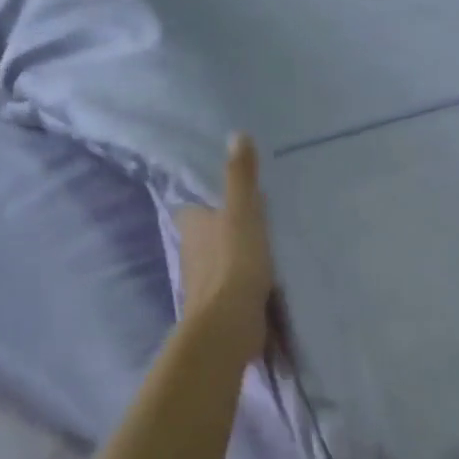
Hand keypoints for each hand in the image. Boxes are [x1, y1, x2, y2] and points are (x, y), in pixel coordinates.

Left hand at [174, 134, 276, 363]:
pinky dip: (244, 283)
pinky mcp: (218, 307)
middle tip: (256, 221)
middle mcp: (191, 253)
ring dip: (236, 258)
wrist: (229, 324)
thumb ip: (241, 177)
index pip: (195, 207)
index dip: (210, 203)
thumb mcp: (242, 212)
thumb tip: (236, 134)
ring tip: (267, 250)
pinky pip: (232, 288)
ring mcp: (203, 283)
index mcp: (192, 226)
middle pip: (207, 236)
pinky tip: (266, 282)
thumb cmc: (235, 262)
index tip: (232, 200)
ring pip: (219, 262)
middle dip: (224, 231)